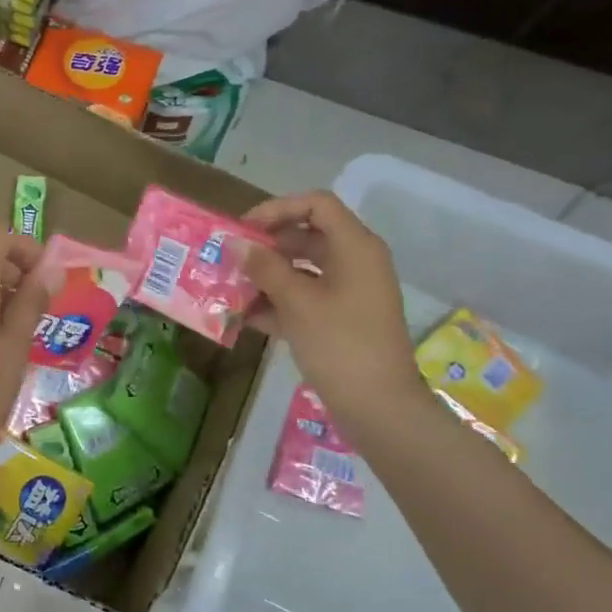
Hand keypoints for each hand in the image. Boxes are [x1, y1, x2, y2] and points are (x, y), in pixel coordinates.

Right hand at [242, 191, 424, 427]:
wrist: (379, 407)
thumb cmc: (339, 344)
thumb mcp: (296, 302)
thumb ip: (264, 268)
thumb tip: (237, 244)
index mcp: (355, 247)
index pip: (317, 204)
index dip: (278, 208)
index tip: (245, 229)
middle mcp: (356, 262)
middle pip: (307, 236)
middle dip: (267, 247)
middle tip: (232, 260)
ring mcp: (350, 292)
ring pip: (304, 269)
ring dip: (268, 277)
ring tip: (233, 290)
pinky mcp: (342, 319)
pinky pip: (308, 297)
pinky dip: (280, 303)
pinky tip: (248, 318)